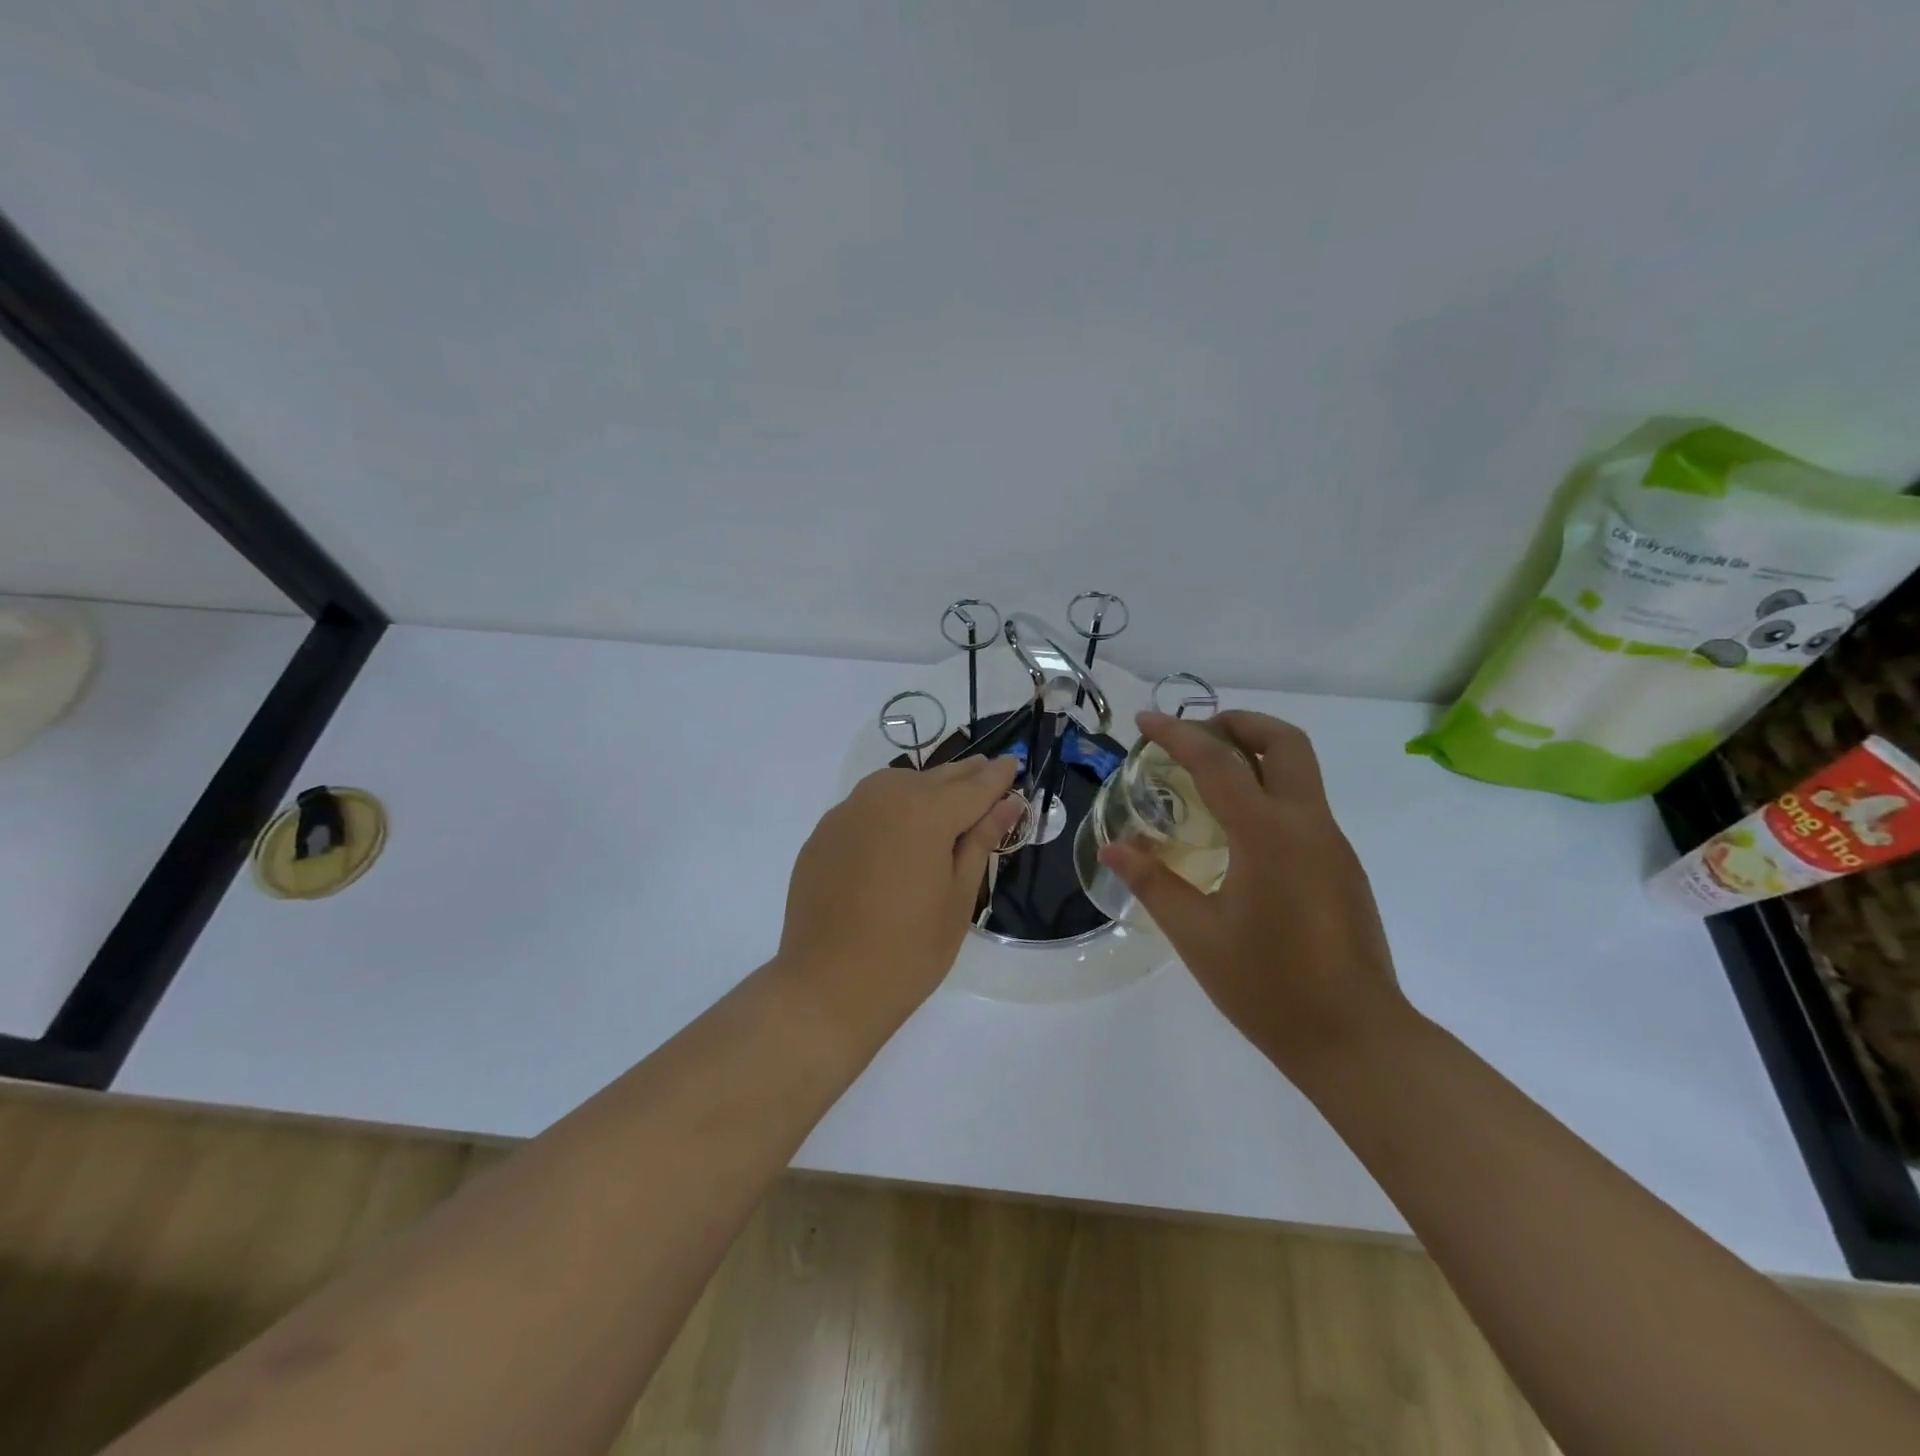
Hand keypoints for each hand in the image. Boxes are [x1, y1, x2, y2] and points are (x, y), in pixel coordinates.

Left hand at [779, 755, 1024, 1031]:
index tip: (1015, 763)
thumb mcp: (959, 897)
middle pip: (935, 778)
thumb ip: (981, 840)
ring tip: (947, 797)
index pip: (973, 786)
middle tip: (988, 771)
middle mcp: (884, 798)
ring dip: (925, 786)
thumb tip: (1008, 803)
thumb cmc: (909, 951)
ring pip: (896, 784)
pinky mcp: (823, 834)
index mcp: (925, 812)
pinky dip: (890, 807)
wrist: (828, 987)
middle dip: (964, 775)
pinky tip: (899, 828)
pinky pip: (866, 806)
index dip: (998, 777)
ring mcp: (846, 813)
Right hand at [1099, 711, 1412, 1075]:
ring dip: (1255, 755)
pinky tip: (1237, 832)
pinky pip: (1304, 806)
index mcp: (1268, 835)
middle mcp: (1307, 825)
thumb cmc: (1268, 987)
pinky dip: (1269, 791)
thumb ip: (1153, 883)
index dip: (1178, 734)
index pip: (1218, 762)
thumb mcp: (1196, 935)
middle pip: (1284, 742)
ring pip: (1300, 771)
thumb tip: (1113, 849)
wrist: (1355, 1039)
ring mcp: (1332, 845)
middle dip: (1239, 723)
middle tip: (1196, 735)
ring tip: (1207, 779)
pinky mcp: (1342, 867)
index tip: (1145, 720)